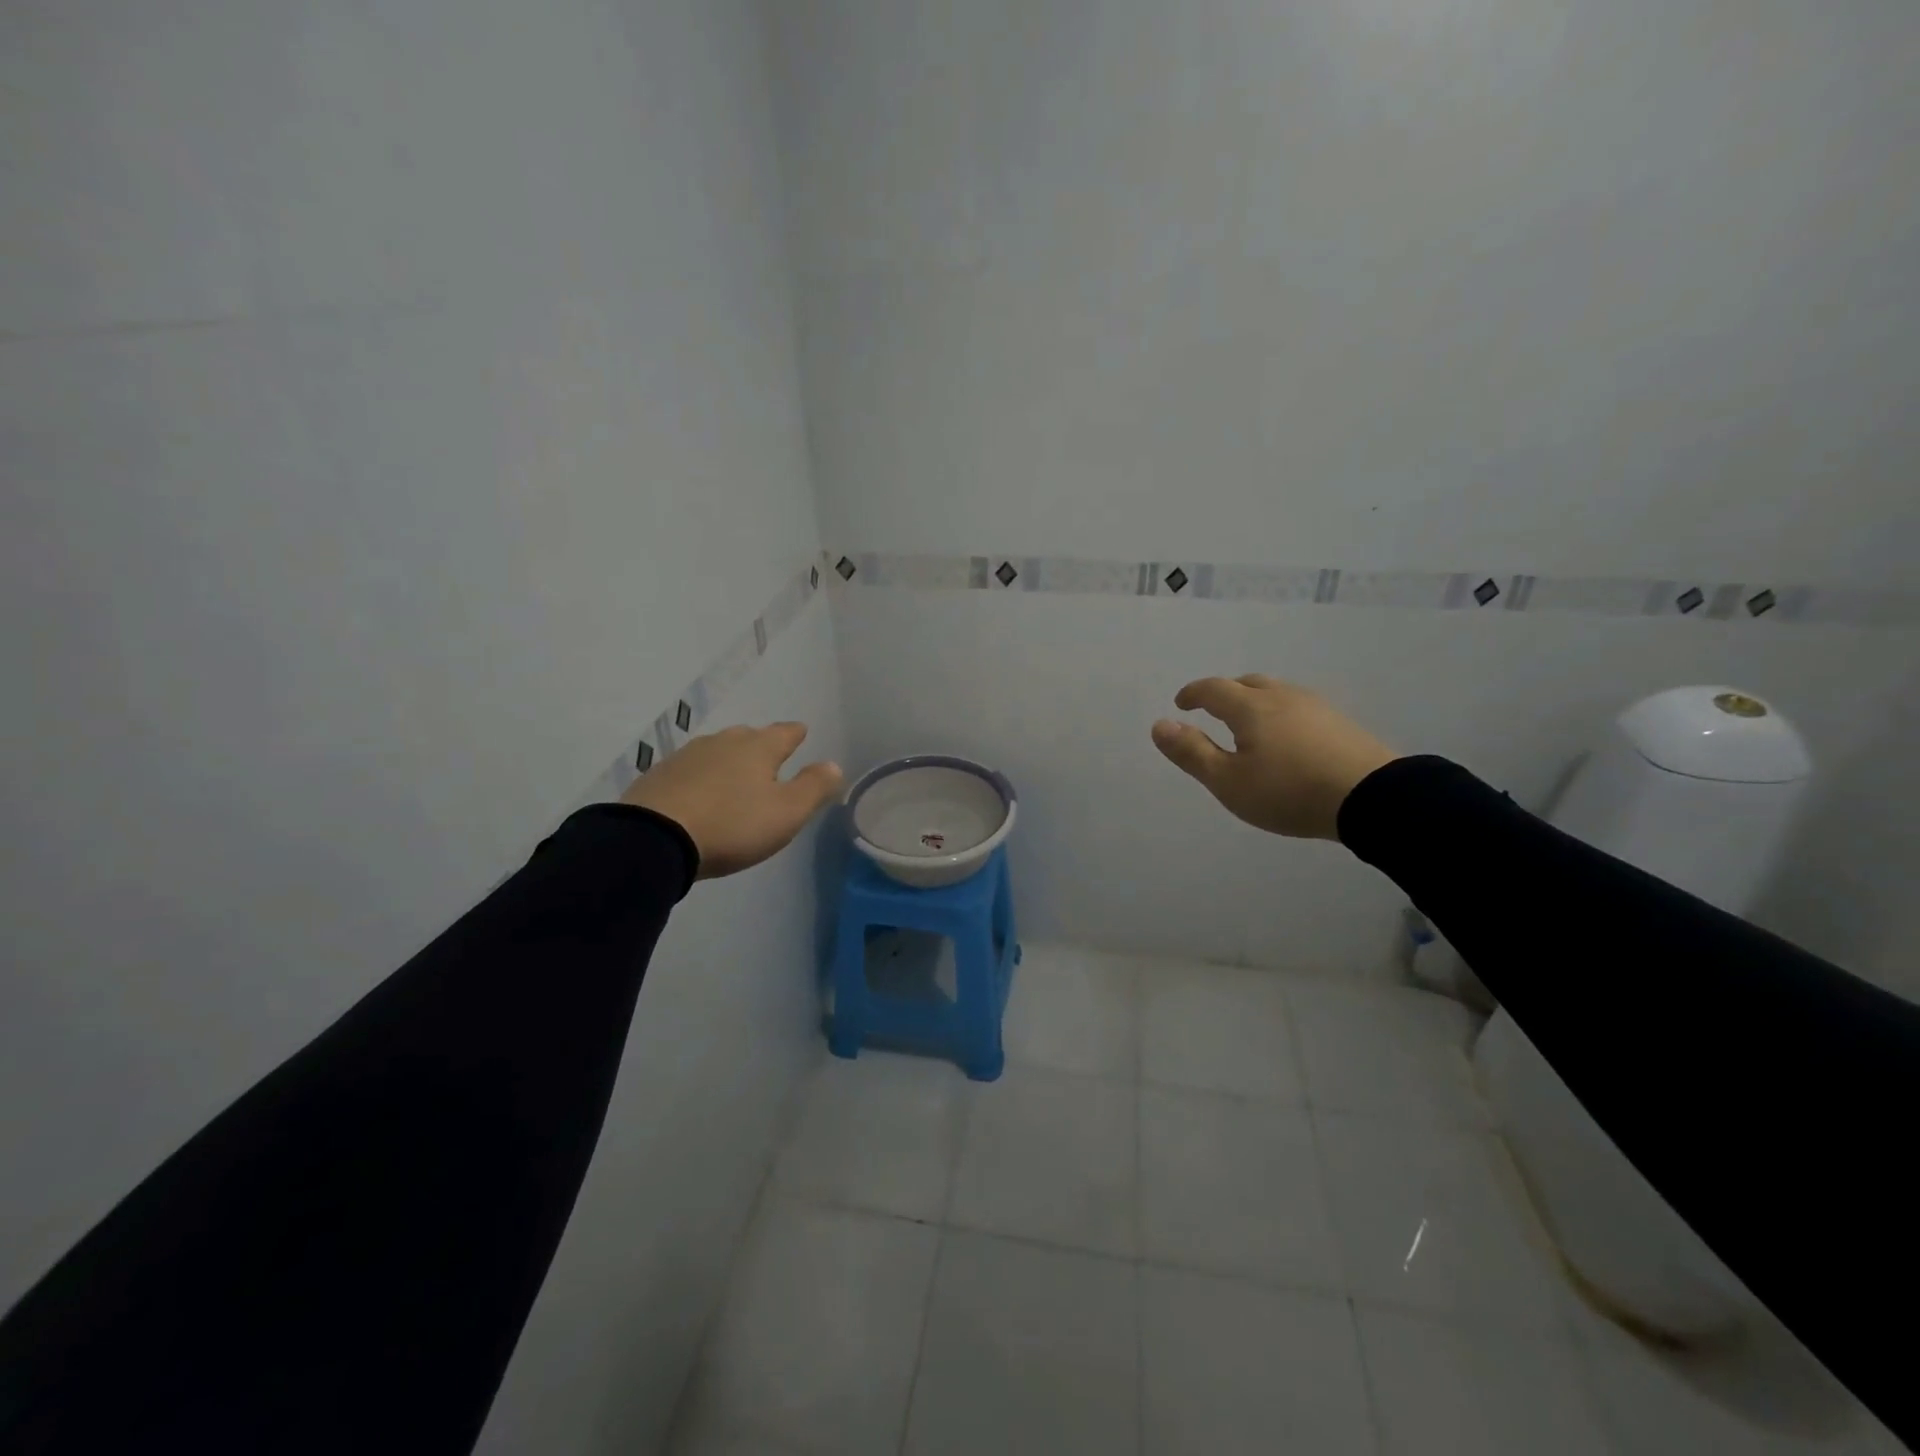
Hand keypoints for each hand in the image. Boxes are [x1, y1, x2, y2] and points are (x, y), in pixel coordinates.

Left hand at [621, 722, 843, 878]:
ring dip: (728, 759)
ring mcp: (686, 757)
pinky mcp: (658, 776)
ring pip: (716, 750)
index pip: (784, 733)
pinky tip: (698, 791)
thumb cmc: (732, 825)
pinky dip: (700, 776)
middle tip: (769, 756)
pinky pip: (689, 769)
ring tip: (734, 774)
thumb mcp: (786, 813)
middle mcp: (723, 743)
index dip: (795, 733)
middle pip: (748, 737)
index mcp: (758, 748)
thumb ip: (813, 787)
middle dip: (760, 744)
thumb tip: (833, 764)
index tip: (801, 731)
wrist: (653, 838)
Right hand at [1151, 675, 1397, 840]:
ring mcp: (1316, 706)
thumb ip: (1192, 752)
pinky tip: (1287, 735)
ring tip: (1249, 723)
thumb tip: (1159, 724)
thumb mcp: (1228, 781)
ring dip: (1255, 700)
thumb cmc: (1288, 791)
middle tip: (1213, 709)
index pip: (1213, 689)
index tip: (1181, 704)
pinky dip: (1280, 713)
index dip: (1193, 694)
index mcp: (1250, 707)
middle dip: (1225, 692)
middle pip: (1247, 683)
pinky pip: (1298, 706)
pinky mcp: (1340, 722)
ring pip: (1276, 692)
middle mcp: (1282, 697)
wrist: (1372, 798)